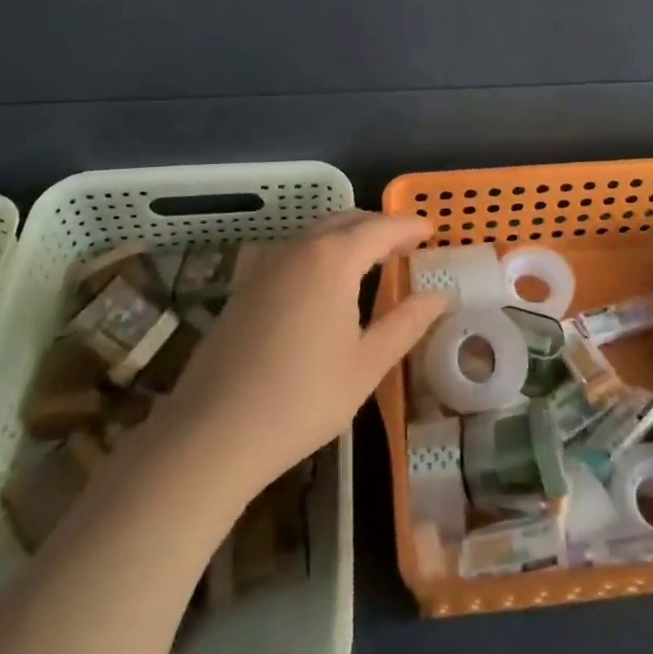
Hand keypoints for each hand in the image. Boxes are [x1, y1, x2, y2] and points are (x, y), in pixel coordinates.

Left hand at [163, 213, 449, 493]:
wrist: (212, 433)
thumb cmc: (302, 398)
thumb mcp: (367, 364)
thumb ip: (406, 323)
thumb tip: (440, 296)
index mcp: (333, 259)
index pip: (380, 228)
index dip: (408, 227)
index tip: (431, 230)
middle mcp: (298, 249)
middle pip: (346, 221)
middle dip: (378, 227)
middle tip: (405, 245)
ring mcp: (265, 265)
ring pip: (316, 234)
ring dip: (347, 237)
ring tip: (371, 261)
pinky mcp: (245, 286)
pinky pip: (293, 253)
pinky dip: (320, 253)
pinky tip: (325, 284)